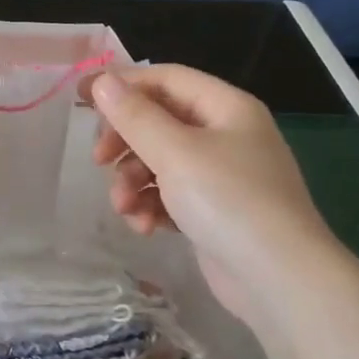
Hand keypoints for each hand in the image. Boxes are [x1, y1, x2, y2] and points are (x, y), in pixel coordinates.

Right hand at [89, 66, 336, 324]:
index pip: (165, 79)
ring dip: (133, 182)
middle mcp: (225, 134)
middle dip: (125, 142)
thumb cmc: (228, 201)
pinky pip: (170, 195)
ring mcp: (220, 176)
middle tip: (98, 161)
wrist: (278, 278)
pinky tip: (144, 227)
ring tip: (125, 209)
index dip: (122, 84)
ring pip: (159, 162)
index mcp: (226, 107)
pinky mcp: (212, 212)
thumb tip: (103, 82)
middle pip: (159, 121)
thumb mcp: (176, 152)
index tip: (80, 98)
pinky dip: (152, 206)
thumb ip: (135, 116)